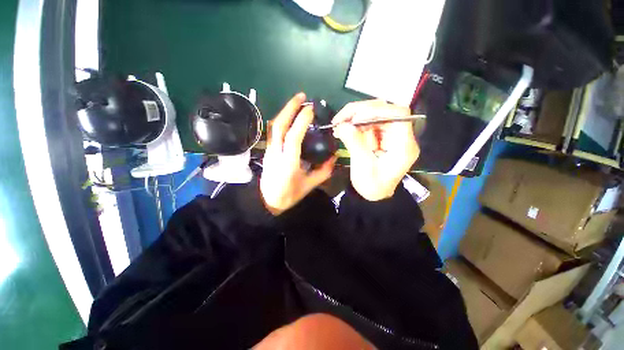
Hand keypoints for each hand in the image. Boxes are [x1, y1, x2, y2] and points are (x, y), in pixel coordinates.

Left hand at [260, 93, 336, 214]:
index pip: (293, 137)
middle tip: (301, 96)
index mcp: (288, 162)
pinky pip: (274, 131)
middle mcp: (276, 153)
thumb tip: (334, 157)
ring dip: (284, 112)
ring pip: (274, 126)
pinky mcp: (268, 151)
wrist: (267, 201)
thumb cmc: (289, 195)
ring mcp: (270, 151)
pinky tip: (289, 117)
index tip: (311, 109)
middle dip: (290, 108)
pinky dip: (282, 120)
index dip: (302, 121)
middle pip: (279, 125)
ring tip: (296, 103)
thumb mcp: (309, 185)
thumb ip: (323, 171)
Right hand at [333, 100, 419, 200]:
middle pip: (384, 111)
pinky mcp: (380, 137)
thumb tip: (342, 125)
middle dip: (360, 112)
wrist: (374, 195)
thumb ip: (354, 143)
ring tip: (338, 125)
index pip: (398, 114)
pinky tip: (342, 130)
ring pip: (374, 115)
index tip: (355, 118)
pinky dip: (354, 126)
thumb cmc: (372, 186)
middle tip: (340, 120)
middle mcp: (399, 136)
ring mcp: (389, 135)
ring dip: (354, 118)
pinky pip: (367, 125)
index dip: (377, 110)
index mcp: (403, 145)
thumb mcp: (363, 167)